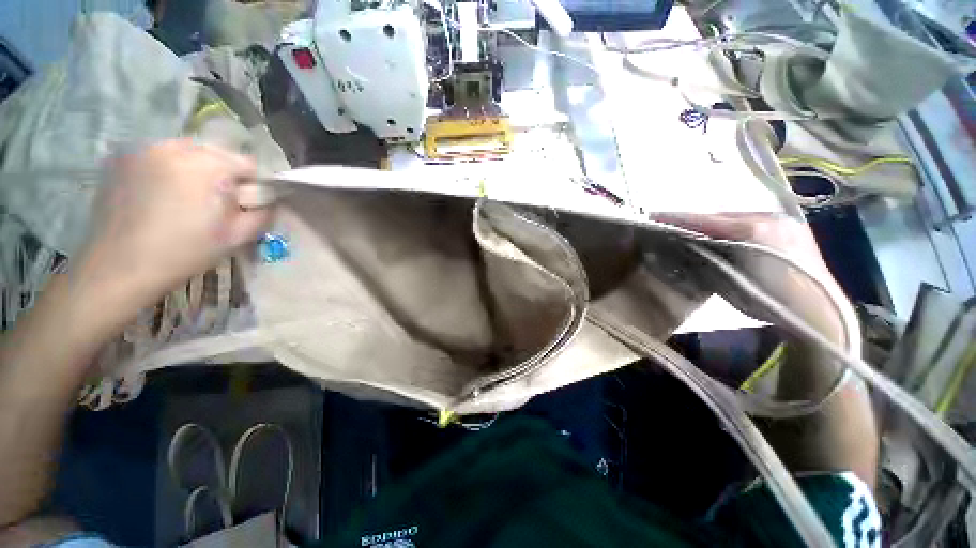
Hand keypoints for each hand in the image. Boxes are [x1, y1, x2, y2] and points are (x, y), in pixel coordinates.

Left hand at [74, 140, 271, 310]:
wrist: (120, 266)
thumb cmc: (185, 252)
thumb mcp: (238, 236)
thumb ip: (263, 212)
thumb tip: (268, 199)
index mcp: (209, 166)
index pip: (248, 163)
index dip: (253, 184)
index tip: (246, 203)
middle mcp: (177, 147)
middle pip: (217, 153)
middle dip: (224, 174)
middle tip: (216, 202)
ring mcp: (146, 148)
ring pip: (188, 150)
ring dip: (197, 169)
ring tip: (188, 197)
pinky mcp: (124, 156)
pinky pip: (161, 155)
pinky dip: (170, 168)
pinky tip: (163, 193)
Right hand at [652, 212, 845, 344]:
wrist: (819, 312)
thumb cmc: (771, 299)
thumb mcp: (730, 280)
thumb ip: (705, 257)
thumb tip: (683, 246)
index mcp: (756, 229)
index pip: (707, 220)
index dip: (679, 219)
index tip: (655, 216)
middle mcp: (770, 217)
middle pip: (721, 215)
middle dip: (695, 220)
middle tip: (671, 225)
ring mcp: (783, 221)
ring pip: (737, 218)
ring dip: (713, 223)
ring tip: (692, 230)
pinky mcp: (790, 228)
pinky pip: (752, 222)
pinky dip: (732, 228)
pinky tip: (723, 235)